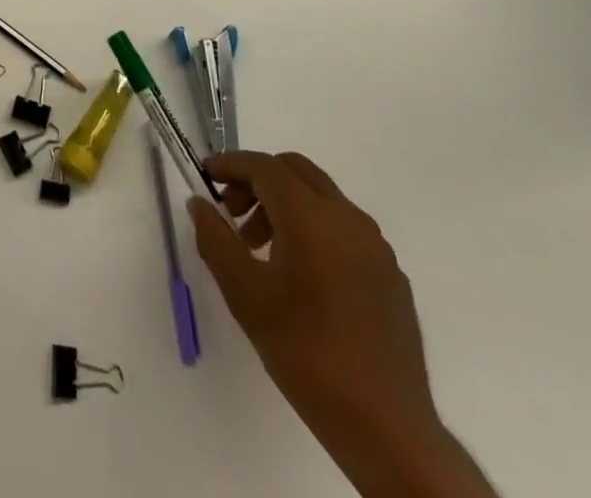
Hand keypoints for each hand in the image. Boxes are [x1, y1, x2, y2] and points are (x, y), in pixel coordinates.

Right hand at [190, 152, 491, 496]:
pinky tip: (302, 276)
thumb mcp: (244, 294)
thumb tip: (200, 204)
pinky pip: (344, 229)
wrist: (386, 427)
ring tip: (261, 251)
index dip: (230, 164)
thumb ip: (215, 239)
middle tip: (233, 214)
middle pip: (295, 171)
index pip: (263, 166)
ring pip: (321, 198)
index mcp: (310, 216)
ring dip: (285, 205)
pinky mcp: (391, 275)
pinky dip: (314, 229)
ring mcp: (375, 246)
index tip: (206, 177)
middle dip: (257, 181)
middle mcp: (347, 218)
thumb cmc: (305, 352)